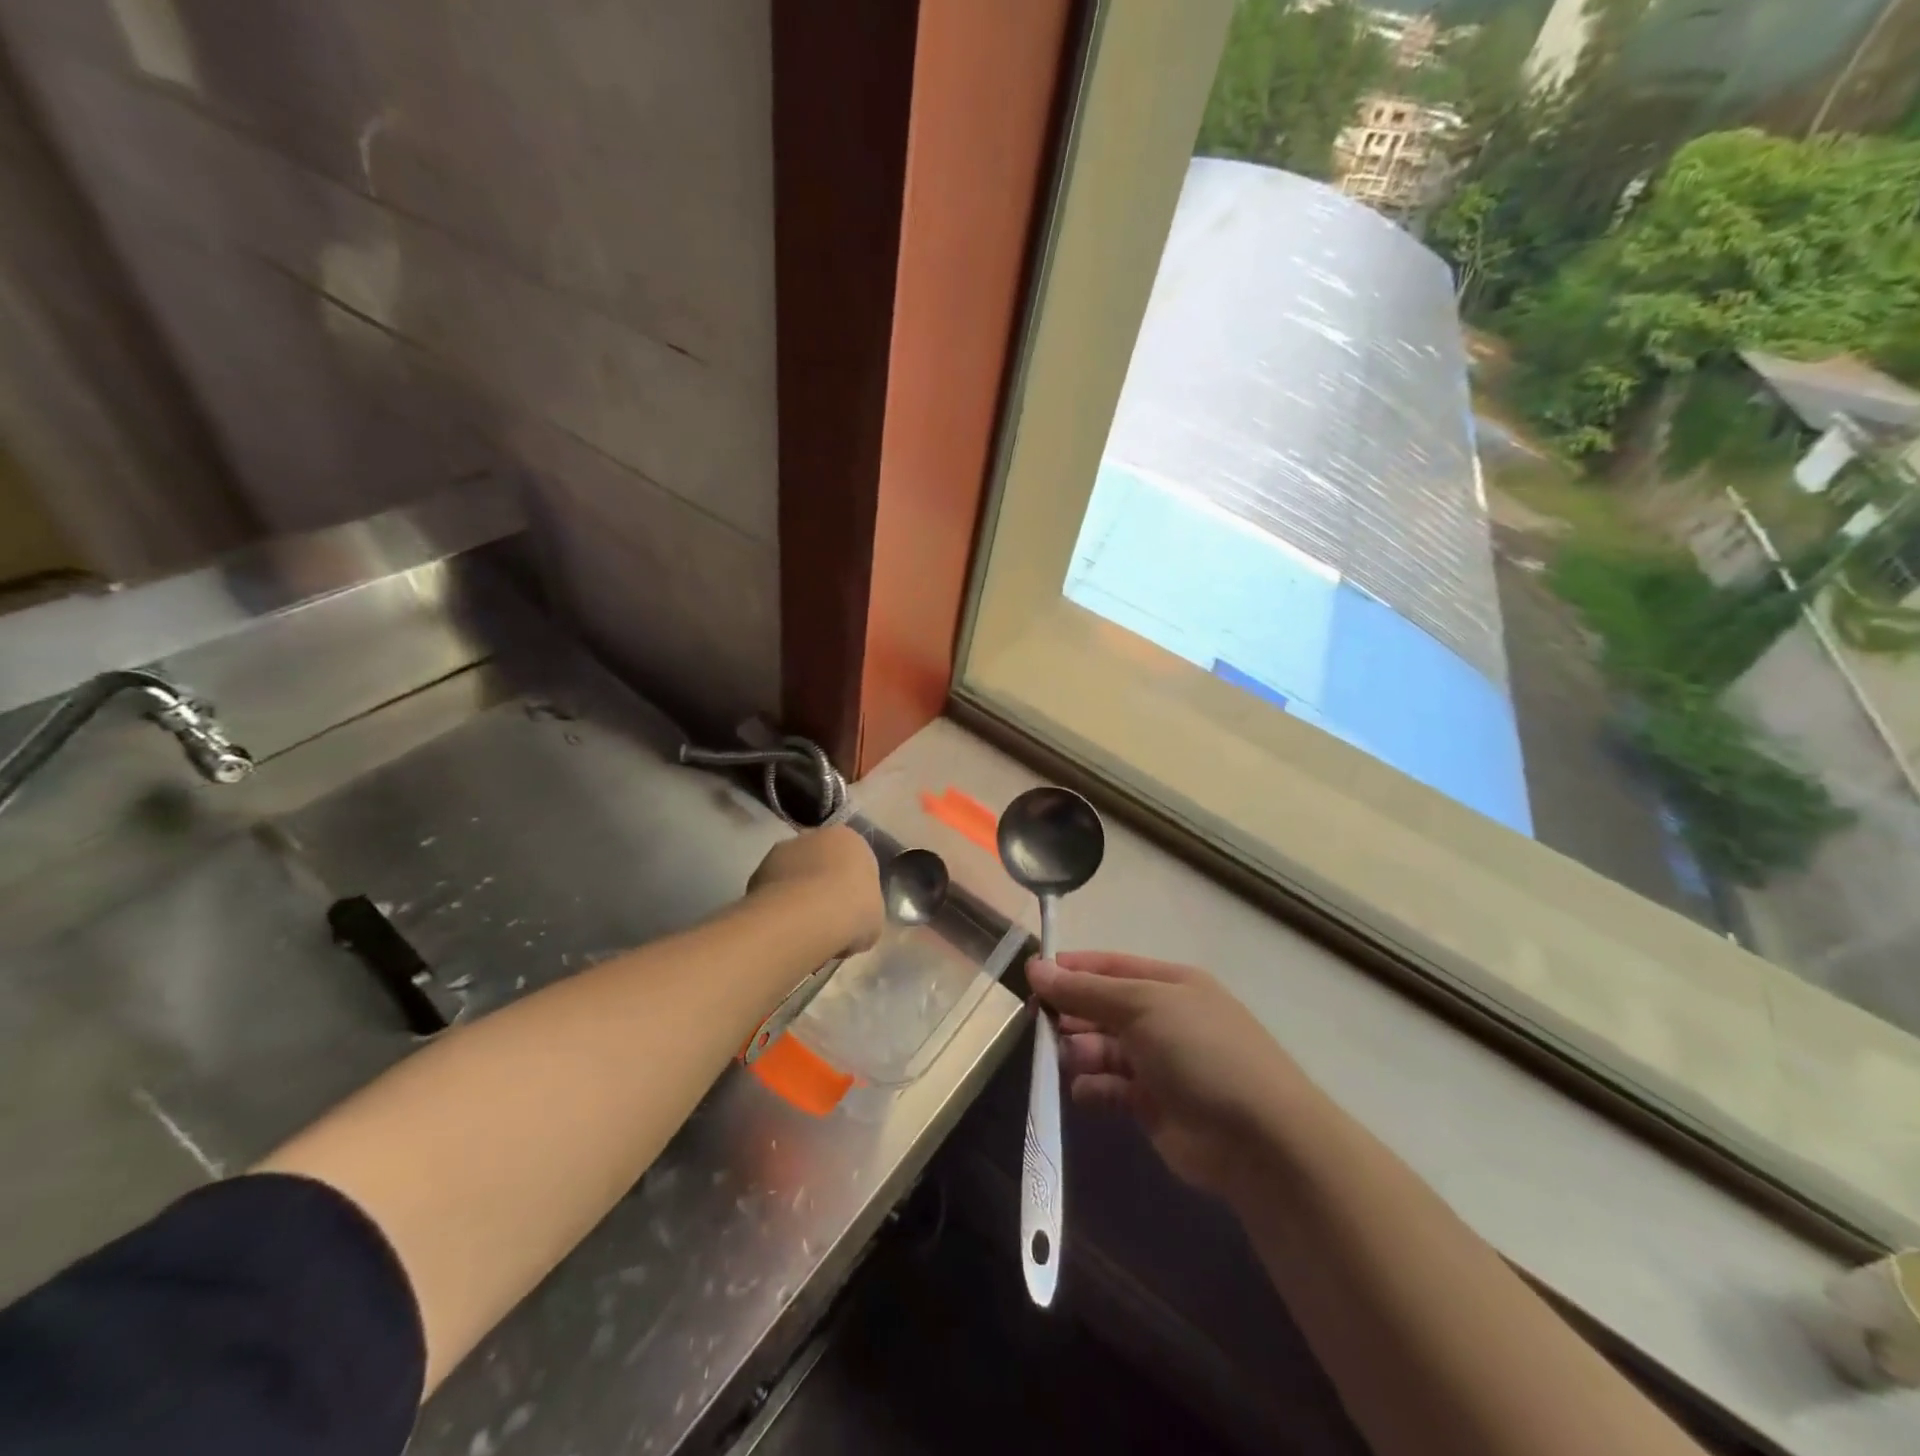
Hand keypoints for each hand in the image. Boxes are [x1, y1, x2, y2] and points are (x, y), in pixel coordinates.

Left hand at [747, 826, 883, 955]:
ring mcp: (783, 850)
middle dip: (822, 885)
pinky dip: (776, 906)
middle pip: (821, 861)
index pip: (854, 860)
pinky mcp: (758, 870)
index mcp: (851, 839)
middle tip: (826, 919)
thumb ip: (864, 911)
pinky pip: (773, 890)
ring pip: (794, 874)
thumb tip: (852, 922)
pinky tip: (783, 929)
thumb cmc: (854, 910)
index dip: (852, 888)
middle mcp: (816, 835)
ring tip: (801, 929)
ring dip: (796, 894)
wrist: (808, 916)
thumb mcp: (874, 917)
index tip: (850, 912)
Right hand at [1028, 952, 1314, 1201]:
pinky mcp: (1152, 1106)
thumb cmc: (1200, 1051)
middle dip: (1071, 1012)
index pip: (1110, 967)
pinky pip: (1109, 1087)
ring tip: (1068, 1060)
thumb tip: (1036, 968)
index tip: (1033, 976)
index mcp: (1168, 984)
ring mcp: (1158, 1063)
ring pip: (1101, 1048)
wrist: (1258, 1139)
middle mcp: (1162, 1019)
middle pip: (1102, 1007)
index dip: (1072, 969)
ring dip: (1079, 1051)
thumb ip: (1086, 990)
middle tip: (1039, 1023)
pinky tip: (1084, 1091)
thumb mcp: (1142, 1006)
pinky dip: (1092, 1088)